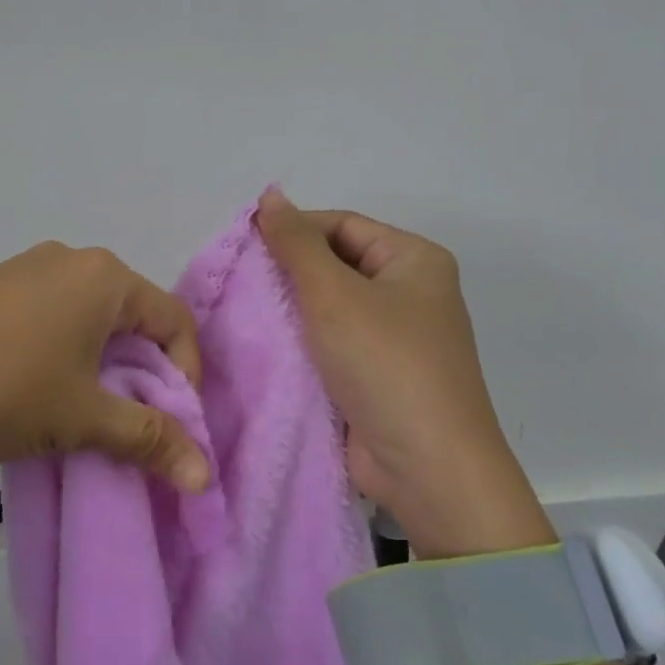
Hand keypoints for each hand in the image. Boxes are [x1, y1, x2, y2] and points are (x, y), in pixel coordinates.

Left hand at [0, 244, 210, 492]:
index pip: (174, 321)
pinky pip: (48, 319)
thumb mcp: (84, 418)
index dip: (186, 378)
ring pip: (88, 320)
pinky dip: (62, 356)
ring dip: (101, 368)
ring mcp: (24, 270)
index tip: (172, 426)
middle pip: (132, 318)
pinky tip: (38, 394)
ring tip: (85, 416)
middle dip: (142, 375)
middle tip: (132, 425)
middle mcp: (68, 260)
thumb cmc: (4, 389)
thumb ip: (149, 439)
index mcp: (104, 276)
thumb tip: (204, 476)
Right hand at [255, 187, 552, 555]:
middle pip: (336, 263)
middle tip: (238, 280)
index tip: (243, 246)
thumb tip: (270, 197)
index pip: (343, 224)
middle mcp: (409, 293)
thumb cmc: (384, 364)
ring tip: (242, 309)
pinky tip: (263, 343)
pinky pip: (331, 343)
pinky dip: (301, 342)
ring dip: (290, 308)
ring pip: (330, 307)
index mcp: (414, 260)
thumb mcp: (334, 294)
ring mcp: (394, 337)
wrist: (426, 467)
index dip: (293, 228)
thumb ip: (296, 244)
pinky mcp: (376, 375)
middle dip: (288, 270)